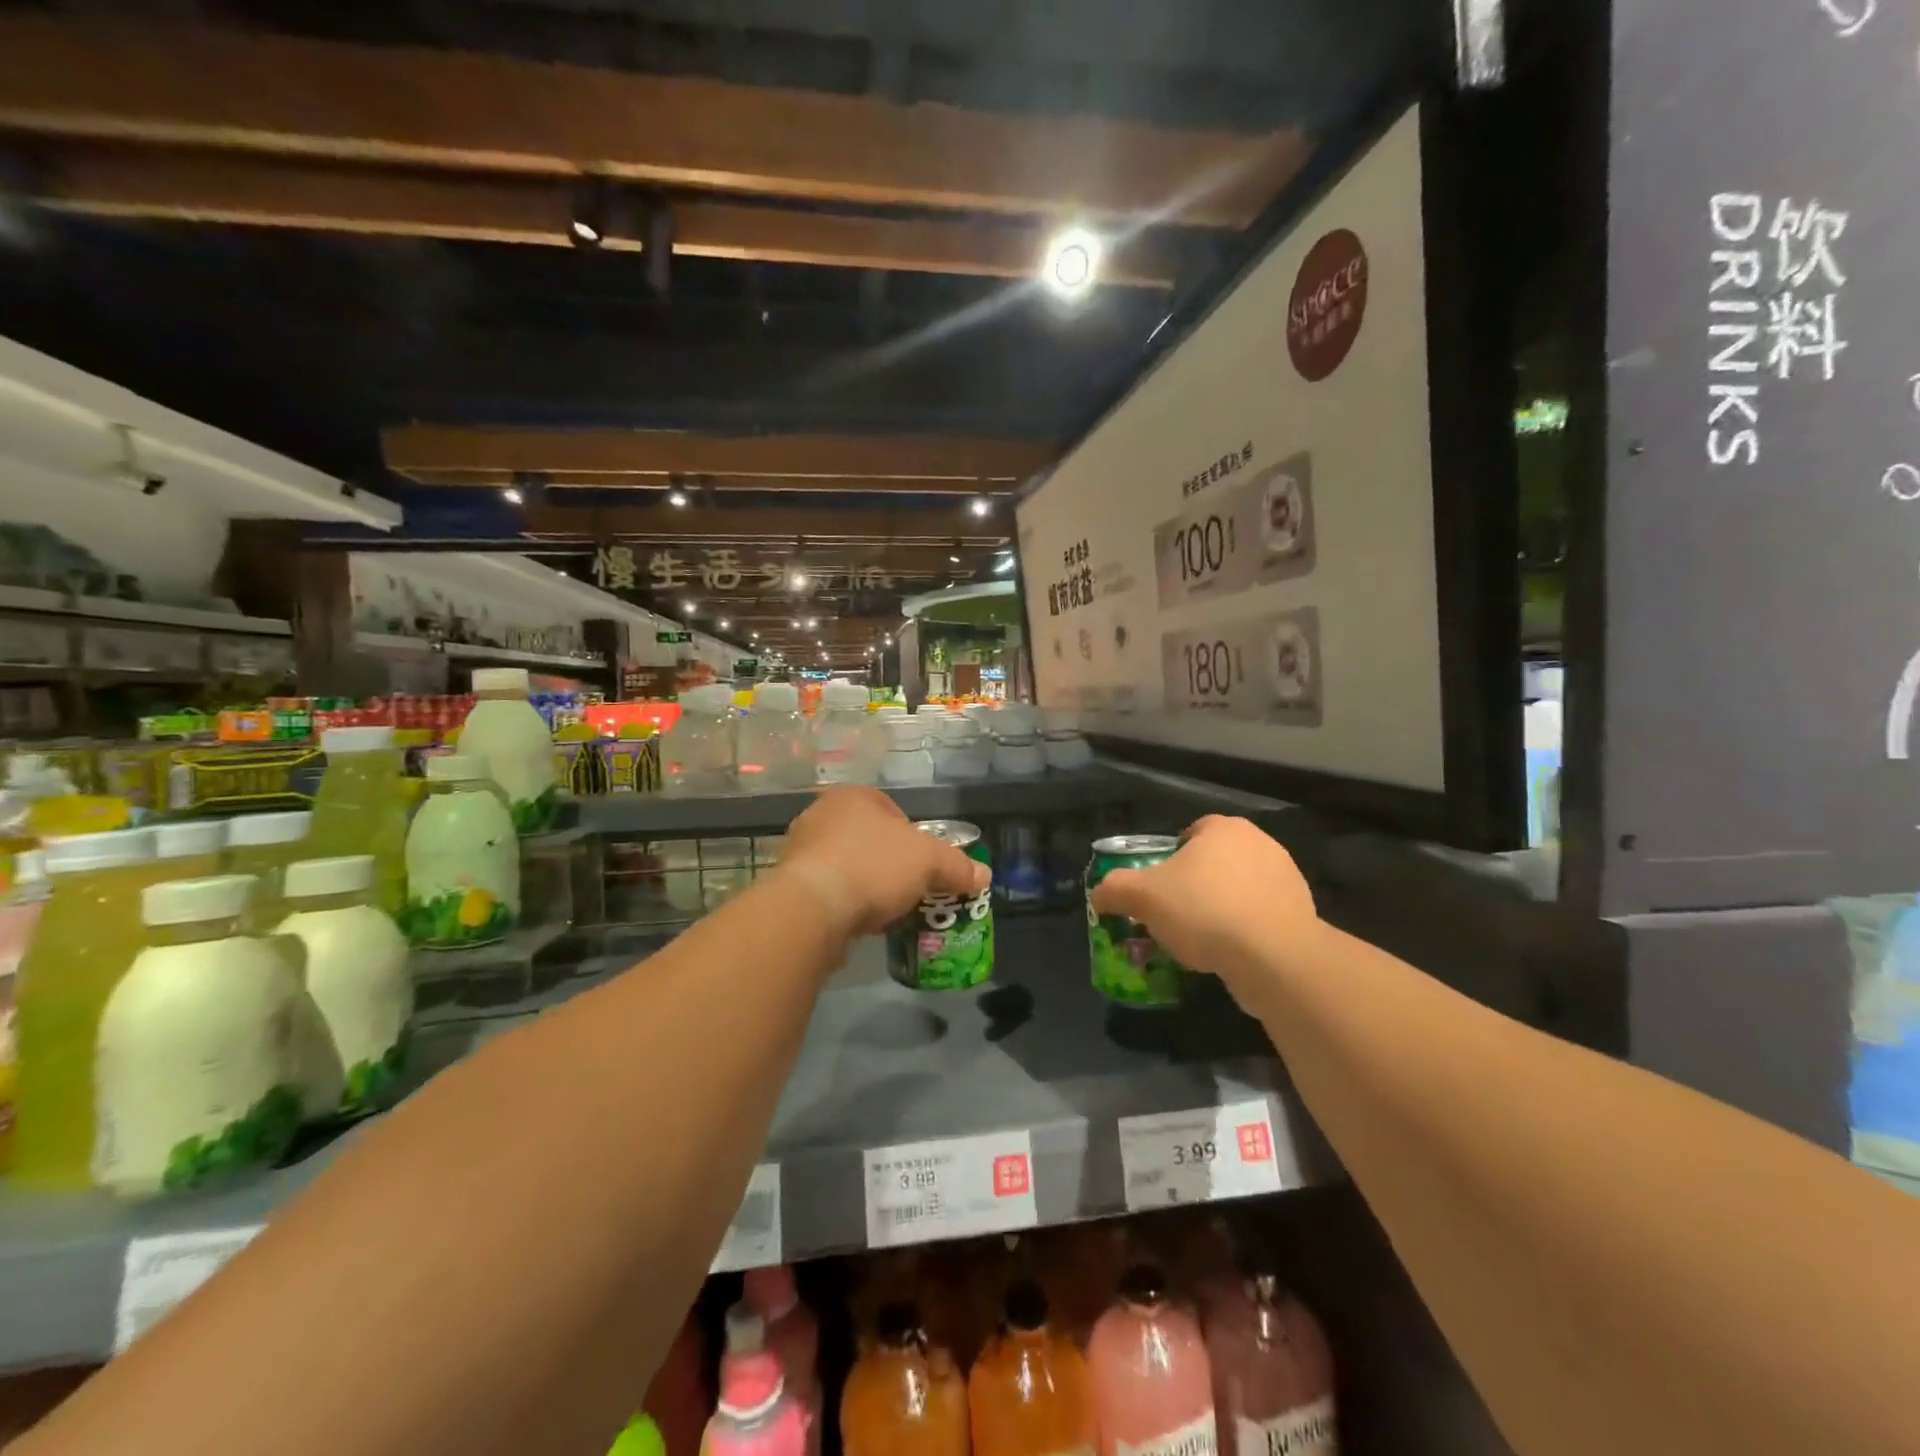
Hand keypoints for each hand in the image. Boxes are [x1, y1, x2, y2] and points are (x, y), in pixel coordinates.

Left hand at [774, 786, 989, 938]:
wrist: (812, 909)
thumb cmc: (873, 867)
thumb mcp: (929, 862)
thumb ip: (958, 866)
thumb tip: (984, 875)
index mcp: (853, 796)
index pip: (892, 811)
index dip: (913, 838)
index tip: (923, 867)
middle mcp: (821, 814)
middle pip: (869, 838)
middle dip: (889, 864)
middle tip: (907, 890)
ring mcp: (800, 848)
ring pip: (846, 864)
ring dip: (865, 884)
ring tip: (884, 910)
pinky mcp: (788, 883)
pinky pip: (827, 889)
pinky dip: (844, 902)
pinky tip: (856, 921)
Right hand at [1089, 816, 1315, 984]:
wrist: (1274, 957)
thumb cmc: (1203, 910)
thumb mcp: (1142, 896)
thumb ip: (1114, 889)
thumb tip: (1099, 894)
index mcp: (1224, 828)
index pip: (1190, 833)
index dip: (1169, 860)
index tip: (1159, 889)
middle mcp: (1260, 844)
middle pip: (1214, 863)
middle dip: (1194, 886)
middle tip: (1174, 917)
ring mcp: (1287, 878)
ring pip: (1238, 891)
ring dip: (1220, 910)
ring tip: (1200, 943)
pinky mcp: (1302, 914)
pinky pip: (1261, 918)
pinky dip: (1244, 932)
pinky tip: (1230, 955)